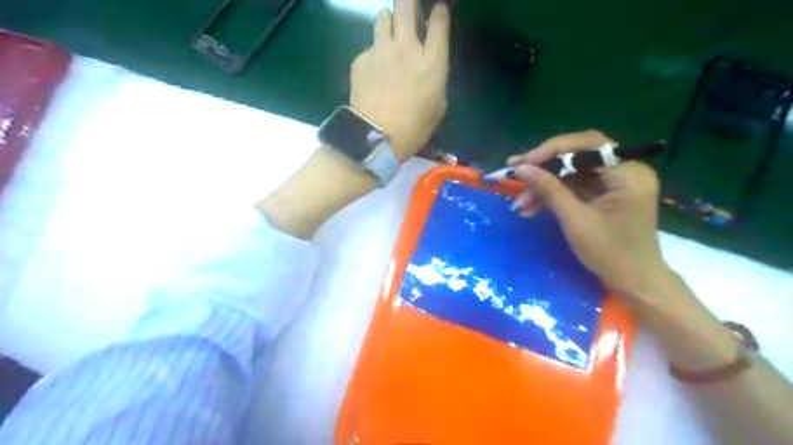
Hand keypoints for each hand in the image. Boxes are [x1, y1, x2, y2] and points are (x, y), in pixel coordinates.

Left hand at [350, 0, 447, 160]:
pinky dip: (373, 55)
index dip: (439, 12)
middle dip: (409, 2)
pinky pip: (369, 48)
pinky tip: (373, 73)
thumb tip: (427, 70)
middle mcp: (407, 48)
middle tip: (410, 9)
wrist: (377, 137)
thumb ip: (435, 81)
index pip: (439, 21)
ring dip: (389, 22)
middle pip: (406, 5)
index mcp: (431, 61)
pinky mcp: (361, 60)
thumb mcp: (438, 107)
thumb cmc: (414, 128)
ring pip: (383, 17)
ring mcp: (381, 51)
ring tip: (389, 35)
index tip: (437, 12)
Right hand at [511, 131, 670, 307]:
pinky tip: (532, 208)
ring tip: (520, 205)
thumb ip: (549, 189)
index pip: (587, 145)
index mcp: (628, 172)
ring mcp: (614, 182)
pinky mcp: (604, 194)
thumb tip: (521, 168)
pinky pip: (573, 187)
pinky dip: (552, 196)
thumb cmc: (610, 253)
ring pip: (570, 174)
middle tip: (514, 175)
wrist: (633, 282)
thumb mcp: (575, 220)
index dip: (551, 151)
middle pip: (577, 157)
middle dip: (544, 169)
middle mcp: (624, 170)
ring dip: (543, 187)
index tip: (522, 163)